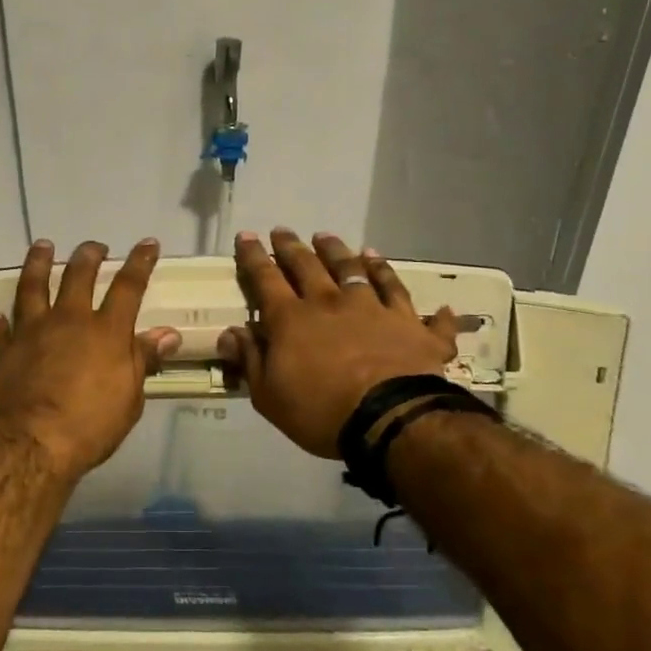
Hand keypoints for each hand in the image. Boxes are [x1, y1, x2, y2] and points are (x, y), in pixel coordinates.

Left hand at [0, 238, 179, 479]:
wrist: (28, 444)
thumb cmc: (89, 426)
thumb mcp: (129, 398)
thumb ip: (143, 360)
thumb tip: (168, 333)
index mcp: (104, 332)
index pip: (128, 287)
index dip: (139, 263)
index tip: (147, 243)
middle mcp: (66, 321)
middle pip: (77, 277)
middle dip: (88, 256)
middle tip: (94, 246)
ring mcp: (29, 333)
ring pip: (32, 288)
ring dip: (37, 264)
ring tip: (41, 247)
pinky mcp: (0, 353)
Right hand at [218, 228, 459, 458]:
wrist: (389, 418)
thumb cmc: (320, 411)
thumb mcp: (268, 395)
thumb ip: (250, 360)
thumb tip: (229, 333)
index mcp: (291, 319)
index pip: (266, 278)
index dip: (253, 256)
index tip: (247, 236)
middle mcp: (331, 302)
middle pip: (308, 265)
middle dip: (292, 246)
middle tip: (283, 231)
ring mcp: (373, 308)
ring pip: (356, 270)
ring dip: (342, 252)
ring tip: (331, 240)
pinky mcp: (410, 324)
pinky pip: (407, 299)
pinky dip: (407, 293)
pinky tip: (420, 290)